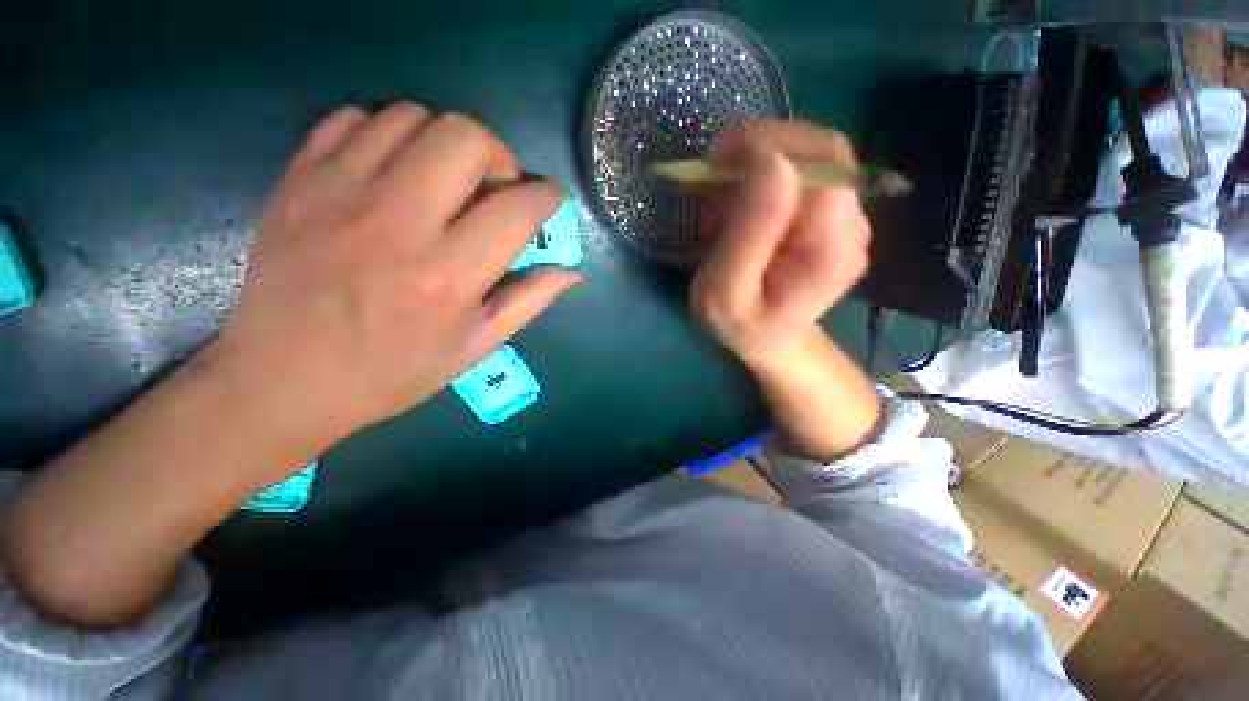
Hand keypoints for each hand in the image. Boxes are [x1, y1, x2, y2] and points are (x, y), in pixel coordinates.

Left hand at [212, 103, 578, 440]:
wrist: (282, 379)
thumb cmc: (393, 371)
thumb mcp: (475, 347)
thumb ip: (528, 301)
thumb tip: (570, 272)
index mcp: (448, 275)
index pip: (517, 208)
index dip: (547, 196)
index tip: (550, 199)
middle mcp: (398, 222)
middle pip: (465, 137)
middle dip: (497, 156)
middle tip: (494, 189)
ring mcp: (340, 193)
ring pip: (412, 117)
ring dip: (445, 142)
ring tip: (445, 181)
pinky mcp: (299, 179)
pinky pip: (355, 119)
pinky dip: (387, 135)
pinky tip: (393, 173)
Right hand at [691, 121, 870, 366]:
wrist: (768, 337)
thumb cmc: (740, 324)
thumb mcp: (725, 294)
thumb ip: (748, 234)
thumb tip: (769, 160)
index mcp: (832, 251)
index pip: (820, 167)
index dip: (769, 151)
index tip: (716, 164)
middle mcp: (854, 225)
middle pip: (821, 150)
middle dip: (761, 149)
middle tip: (714, 174)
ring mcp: (849, 216)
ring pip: (811, 153)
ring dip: (760, 161)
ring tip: (725, 198)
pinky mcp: (834, 212)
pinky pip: (803, 169)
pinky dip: (765, 173)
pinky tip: (741, 204)